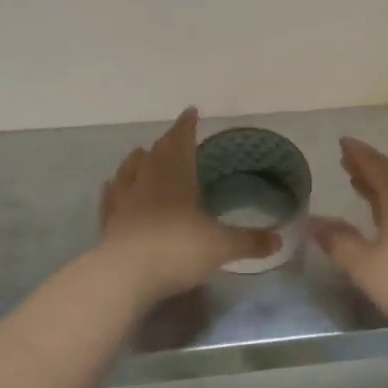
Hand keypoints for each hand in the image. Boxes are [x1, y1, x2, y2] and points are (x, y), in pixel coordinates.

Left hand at [98, 109, 278, 305]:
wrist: (125, 275)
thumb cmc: (178, 250)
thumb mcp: (221, 246)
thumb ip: (249, 242)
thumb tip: (279, 241)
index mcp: (177, 176)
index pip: (182, 140)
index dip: (187, 125)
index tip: (191, 112)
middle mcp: (149, 180)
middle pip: (157, 152)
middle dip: (167, 141)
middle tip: (174, 135)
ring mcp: (125, 199)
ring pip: (130, 169)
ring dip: (138, 159)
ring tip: (142, 153)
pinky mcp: (109, 221)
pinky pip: (111, 197)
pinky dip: (114, 188)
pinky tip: (112, 186)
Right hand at [309, 137, 387, 347]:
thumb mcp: (365, 265)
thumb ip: (338, 242)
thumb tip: (313, 222)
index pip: (376, 167)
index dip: (358, 154)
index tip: (343, 142)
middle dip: (367, 168)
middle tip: (346, 161)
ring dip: (378, 186)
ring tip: (359, 183)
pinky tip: (383, 217)